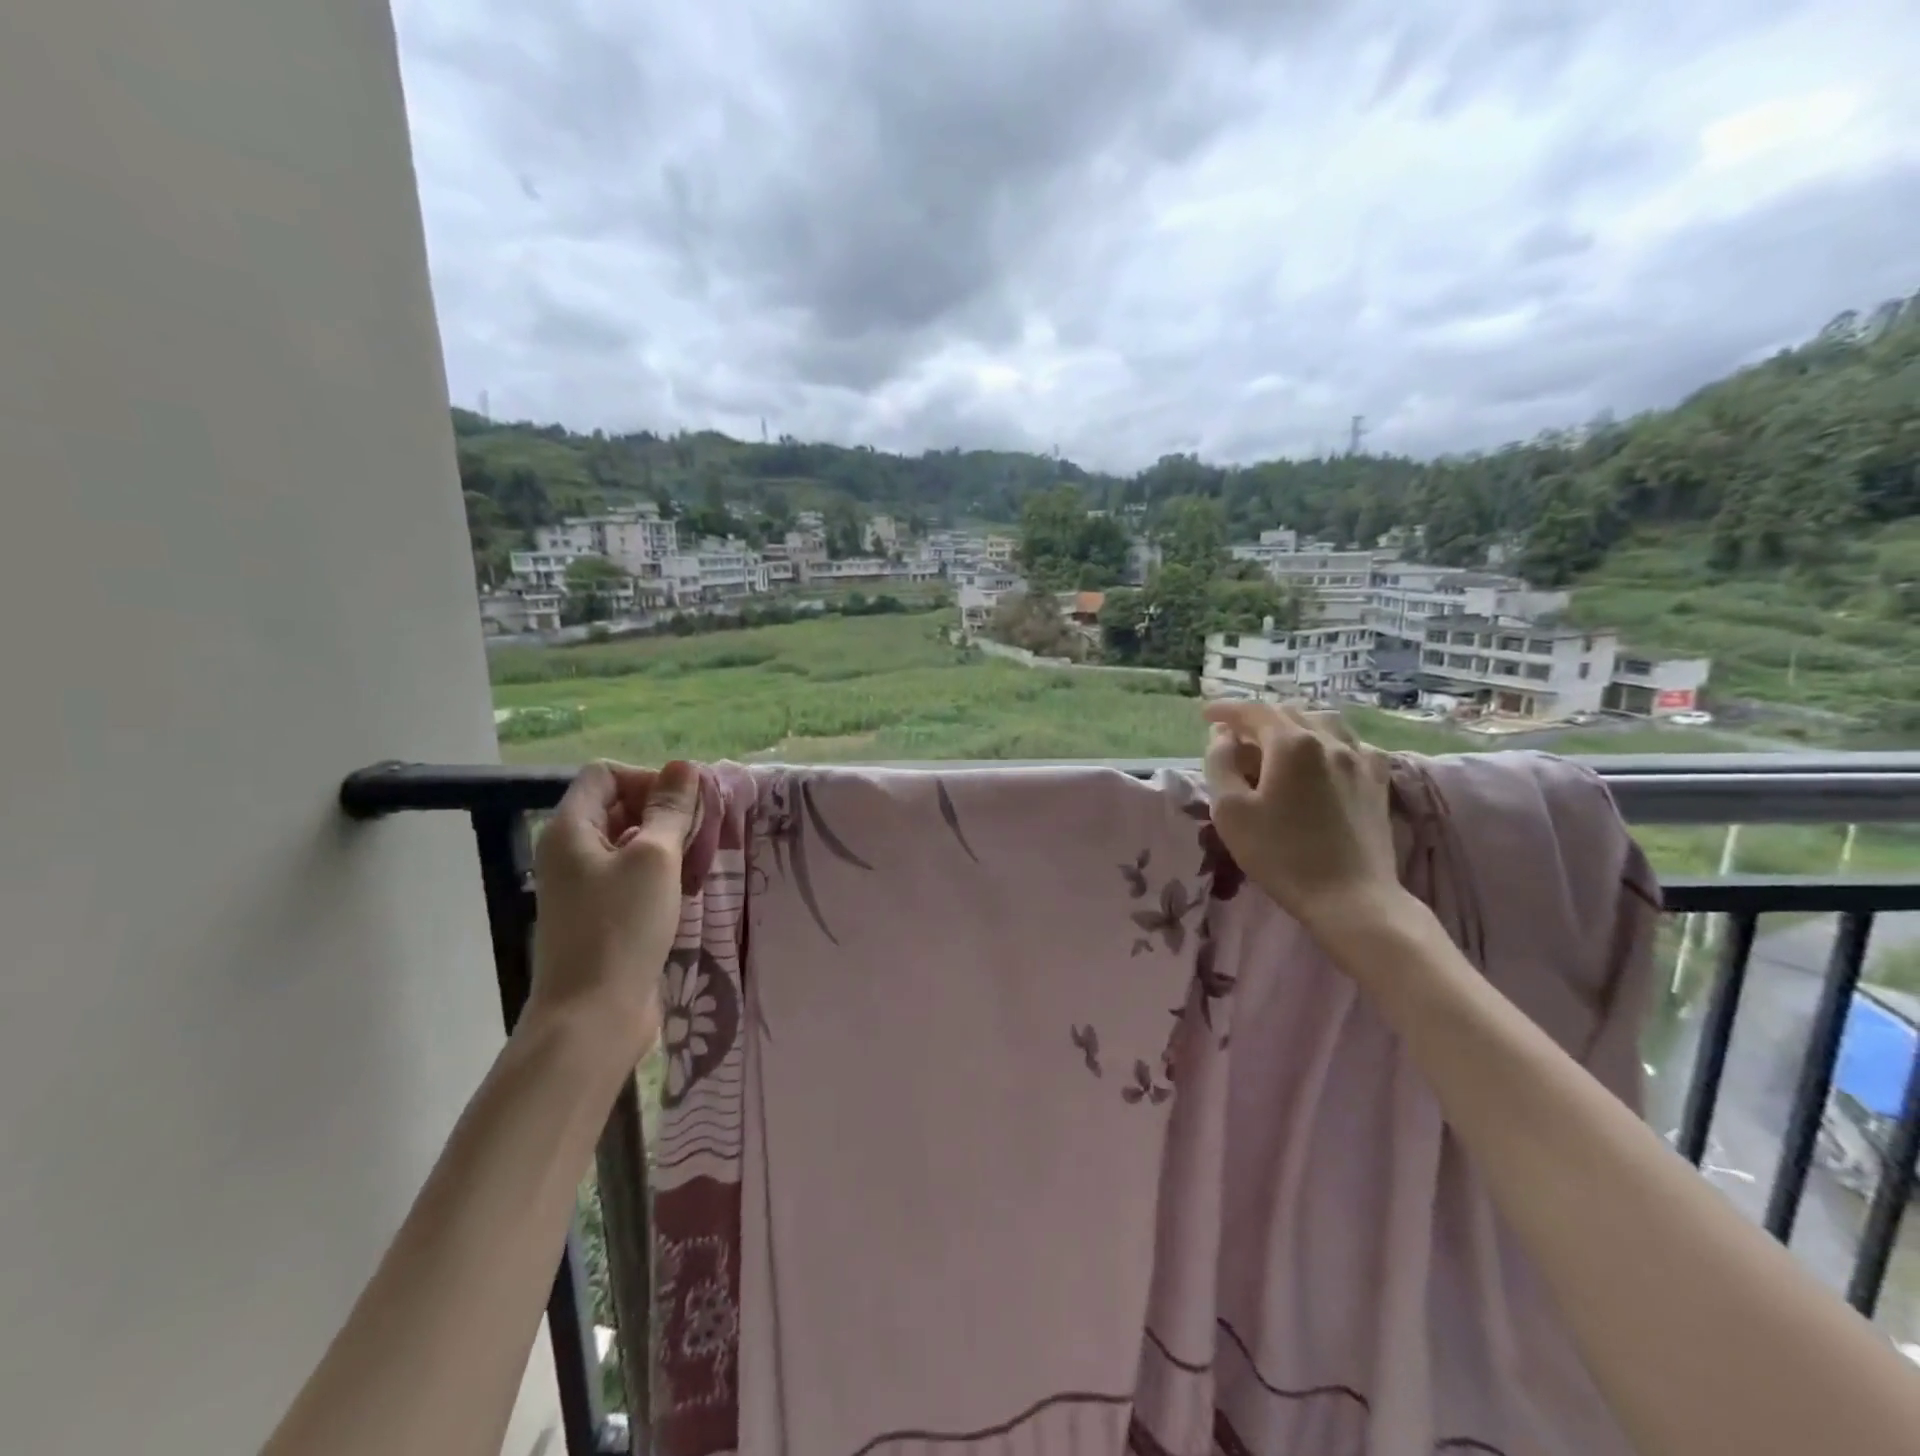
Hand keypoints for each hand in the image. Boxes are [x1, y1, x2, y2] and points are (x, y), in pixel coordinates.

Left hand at [526, 759, 698, 1061]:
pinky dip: (661, 873)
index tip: (684, 806)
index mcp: (570, 829)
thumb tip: (684, 766)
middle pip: (619, 806)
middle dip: (664, 811)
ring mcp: (584, 885)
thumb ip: (670, 809)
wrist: (594, 1016)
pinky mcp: (602, 914)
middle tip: (703, 833)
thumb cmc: (621, 927)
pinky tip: (688, 889)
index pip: (605, 774)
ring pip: (631, 842)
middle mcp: (571, 851)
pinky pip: (633, 875)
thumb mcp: (654, 858)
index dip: (646, 779)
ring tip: (701, 862)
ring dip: (668, 843)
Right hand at [1201, 703, 1404, 938]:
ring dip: (1294, 724)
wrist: (1351, 898)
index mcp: (1291, 744)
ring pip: (1324, 722)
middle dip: (1258, 717)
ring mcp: (1360, 760)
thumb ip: (1220, 764)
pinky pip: (1352, 744)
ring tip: (1277, 739)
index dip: (1226, 709)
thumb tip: (1222, 736)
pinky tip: (1324, 756)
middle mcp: (1329, 741)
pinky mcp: (1377, 783)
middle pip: (1289, 713)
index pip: (1253, 712)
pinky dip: (1329, 740)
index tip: (1205, 714)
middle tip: (1235, 733)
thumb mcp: (1231, 811)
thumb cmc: (1281, 855)